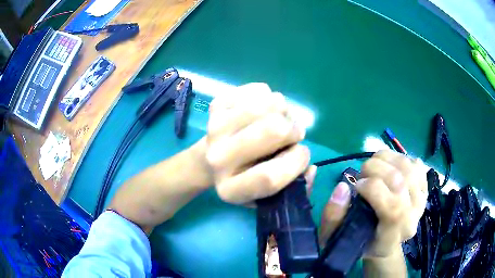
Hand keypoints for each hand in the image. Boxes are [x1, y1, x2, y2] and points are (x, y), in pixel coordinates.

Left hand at [205, 83, 315, 203]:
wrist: (210, 158)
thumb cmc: (246, 178)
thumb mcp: (269, 196)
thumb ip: (297, 188)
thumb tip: (310, 168)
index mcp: (231, 190)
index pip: (270, 176)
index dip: (297, 162)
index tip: (302, 153)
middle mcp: (218, 159)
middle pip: (273, 130)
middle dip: (294, 130)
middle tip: (292, 134)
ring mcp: (215, 128)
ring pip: (270, 104)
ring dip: (284, 111)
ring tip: (277, 121)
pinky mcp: (217, 105)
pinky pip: (260, 90)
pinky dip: (269, 98)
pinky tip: (262, 112)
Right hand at [319, 150, 426, 257]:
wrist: (385, 242)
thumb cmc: (360, 241)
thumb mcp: (339, 238)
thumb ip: (333, 217)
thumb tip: (342, 187)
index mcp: (393, 236)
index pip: (393, 208)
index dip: (372, 189)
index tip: (356, 186)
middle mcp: (413, 217)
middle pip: (400, 181)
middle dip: (375, 168)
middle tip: (362, 174)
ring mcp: (422, 200)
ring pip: (407, 166)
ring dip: (385, 159)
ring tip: (374, 166)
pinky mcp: (425, 187)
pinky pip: (415, 163)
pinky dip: (399, 158)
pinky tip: (389, 167)